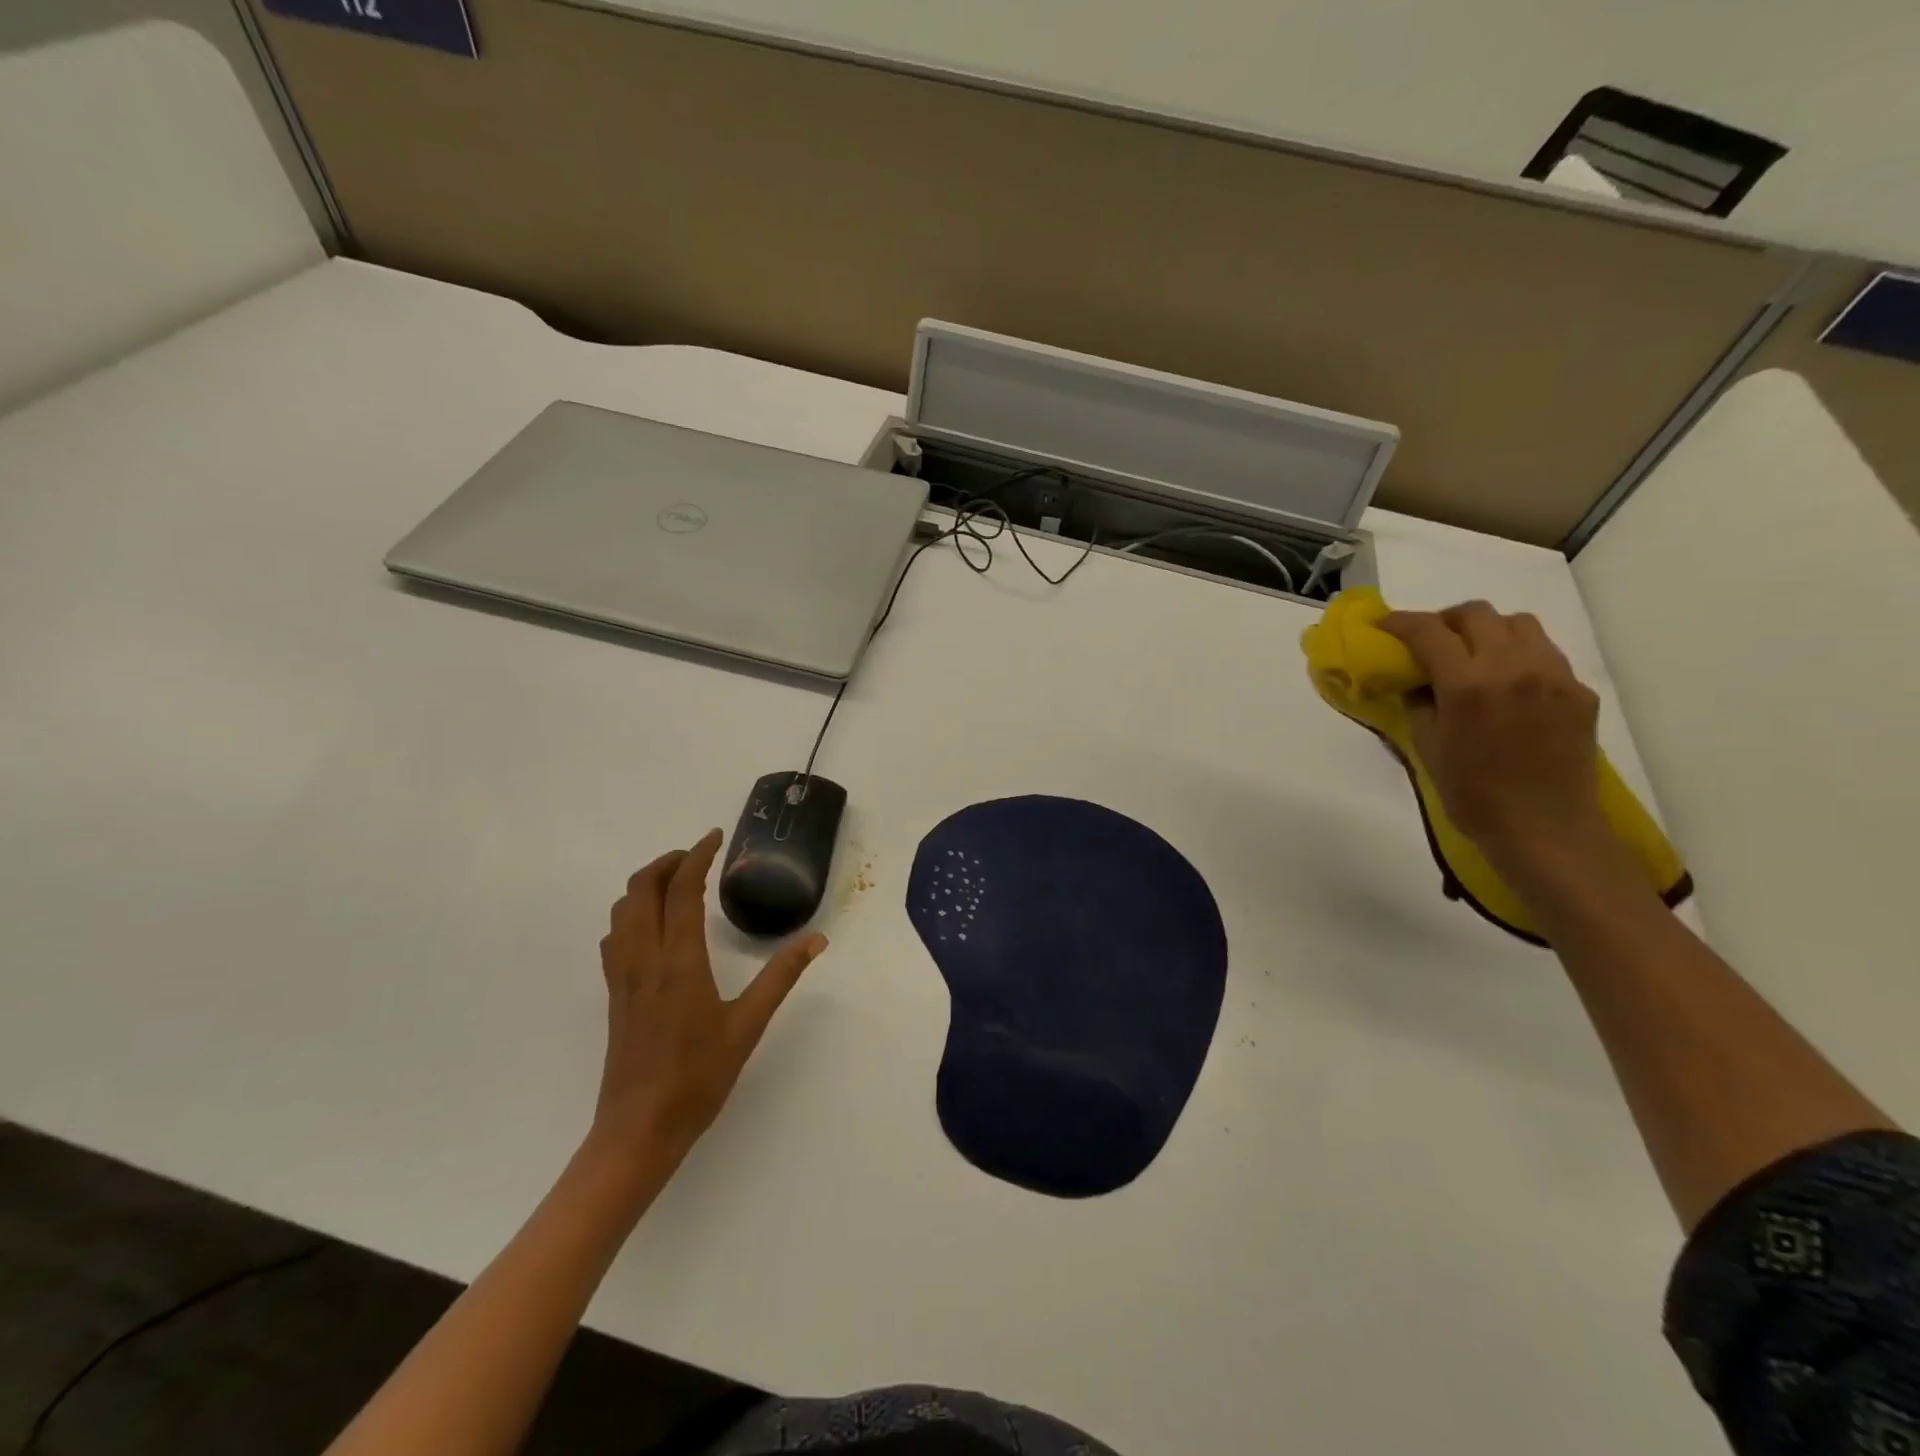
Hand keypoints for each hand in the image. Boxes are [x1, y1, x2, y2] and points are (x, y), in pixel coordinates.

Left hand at [592, 829, 827, 1168]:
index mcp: (679, 961)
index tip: (715, 837)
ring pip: (622, 910)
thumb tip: (816, 940)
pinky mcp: (614, 995)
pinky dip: (632, 913)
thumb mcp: (748, 1025)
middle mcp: (644, 958)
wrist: (638, 1130)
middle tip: (698, 856)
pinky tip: (653, 927)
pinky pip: (615, 936)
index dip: (696, 856)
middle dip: (667, 862)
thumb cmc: (698, 1078)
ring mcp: (622, 977)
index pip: (681, 890)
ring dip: (646, 884)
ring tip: (677, 882)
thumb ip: (781, 977)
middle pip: (641, 889)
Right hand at [1381, 602, 1609, 870]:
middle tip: (1430, 640)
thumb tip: (1418, 681)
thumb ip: (1420, 703)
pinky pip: (1545, 653)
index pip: (1429, 632)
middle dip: (1446, 620)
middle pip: (1477, 614)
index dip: (1401, 622)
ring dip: (1487, 630)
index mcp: (1468, 685)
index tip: (1384, 624)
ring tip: (1473, 655)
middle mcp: (1513, 668)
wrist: (1545, 829)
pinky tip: (1507, 684)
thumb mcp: (1427, 747)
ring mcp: (1553, 676)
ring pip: (1518, 624)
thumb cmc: (1472, 795)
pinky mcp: (1579, 691)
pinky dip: (1518, 654)